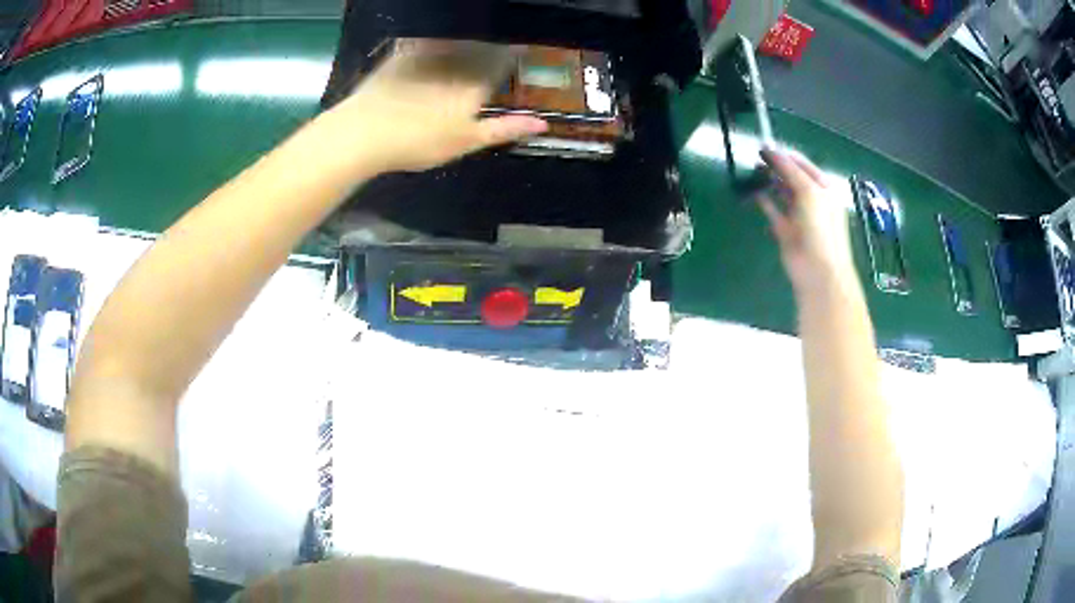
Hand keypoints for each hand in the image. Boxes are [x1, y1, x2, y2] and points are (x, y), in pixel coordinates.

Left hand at [324, 39, 547, 174]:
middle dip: (492, 44)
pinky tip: (435, 40)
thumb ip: (504, 129)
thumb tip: (543, 124)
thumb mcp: (465, 142)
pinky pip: (425, 38)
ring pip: (456, 39)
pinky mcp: (402, 53)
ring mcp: (428, 55)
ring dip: (467, 38)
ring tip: (473, 37)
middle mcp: (457, 63)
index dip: (515, 54)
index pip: (504, 62)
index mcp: (476, 84)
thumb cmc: (419, 142)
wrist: (364, 132)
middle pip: (482, 47)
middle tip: (496, 44)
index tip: (522, 50)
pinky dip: (435, 37)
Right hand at [757, 149, 856, 289]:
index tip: (765, 146)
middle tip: (757, 156)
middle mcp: (813, 200)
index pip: (803, 166)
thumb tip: (771, 150)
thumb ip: (790, 170)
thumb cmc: (820, 228)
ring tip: (754, 169)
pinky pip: (773, 212)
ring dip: (770, 181)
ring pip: (782, 193)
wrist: (818, 270)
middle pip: (792, 177)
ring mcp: (799, 216)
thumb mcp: (809, 192)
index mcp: (824, 189)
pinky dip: (764, 201)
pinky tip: (753, 192)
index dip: (786, 155)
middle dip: (776, 167)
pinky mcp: (786, 231)